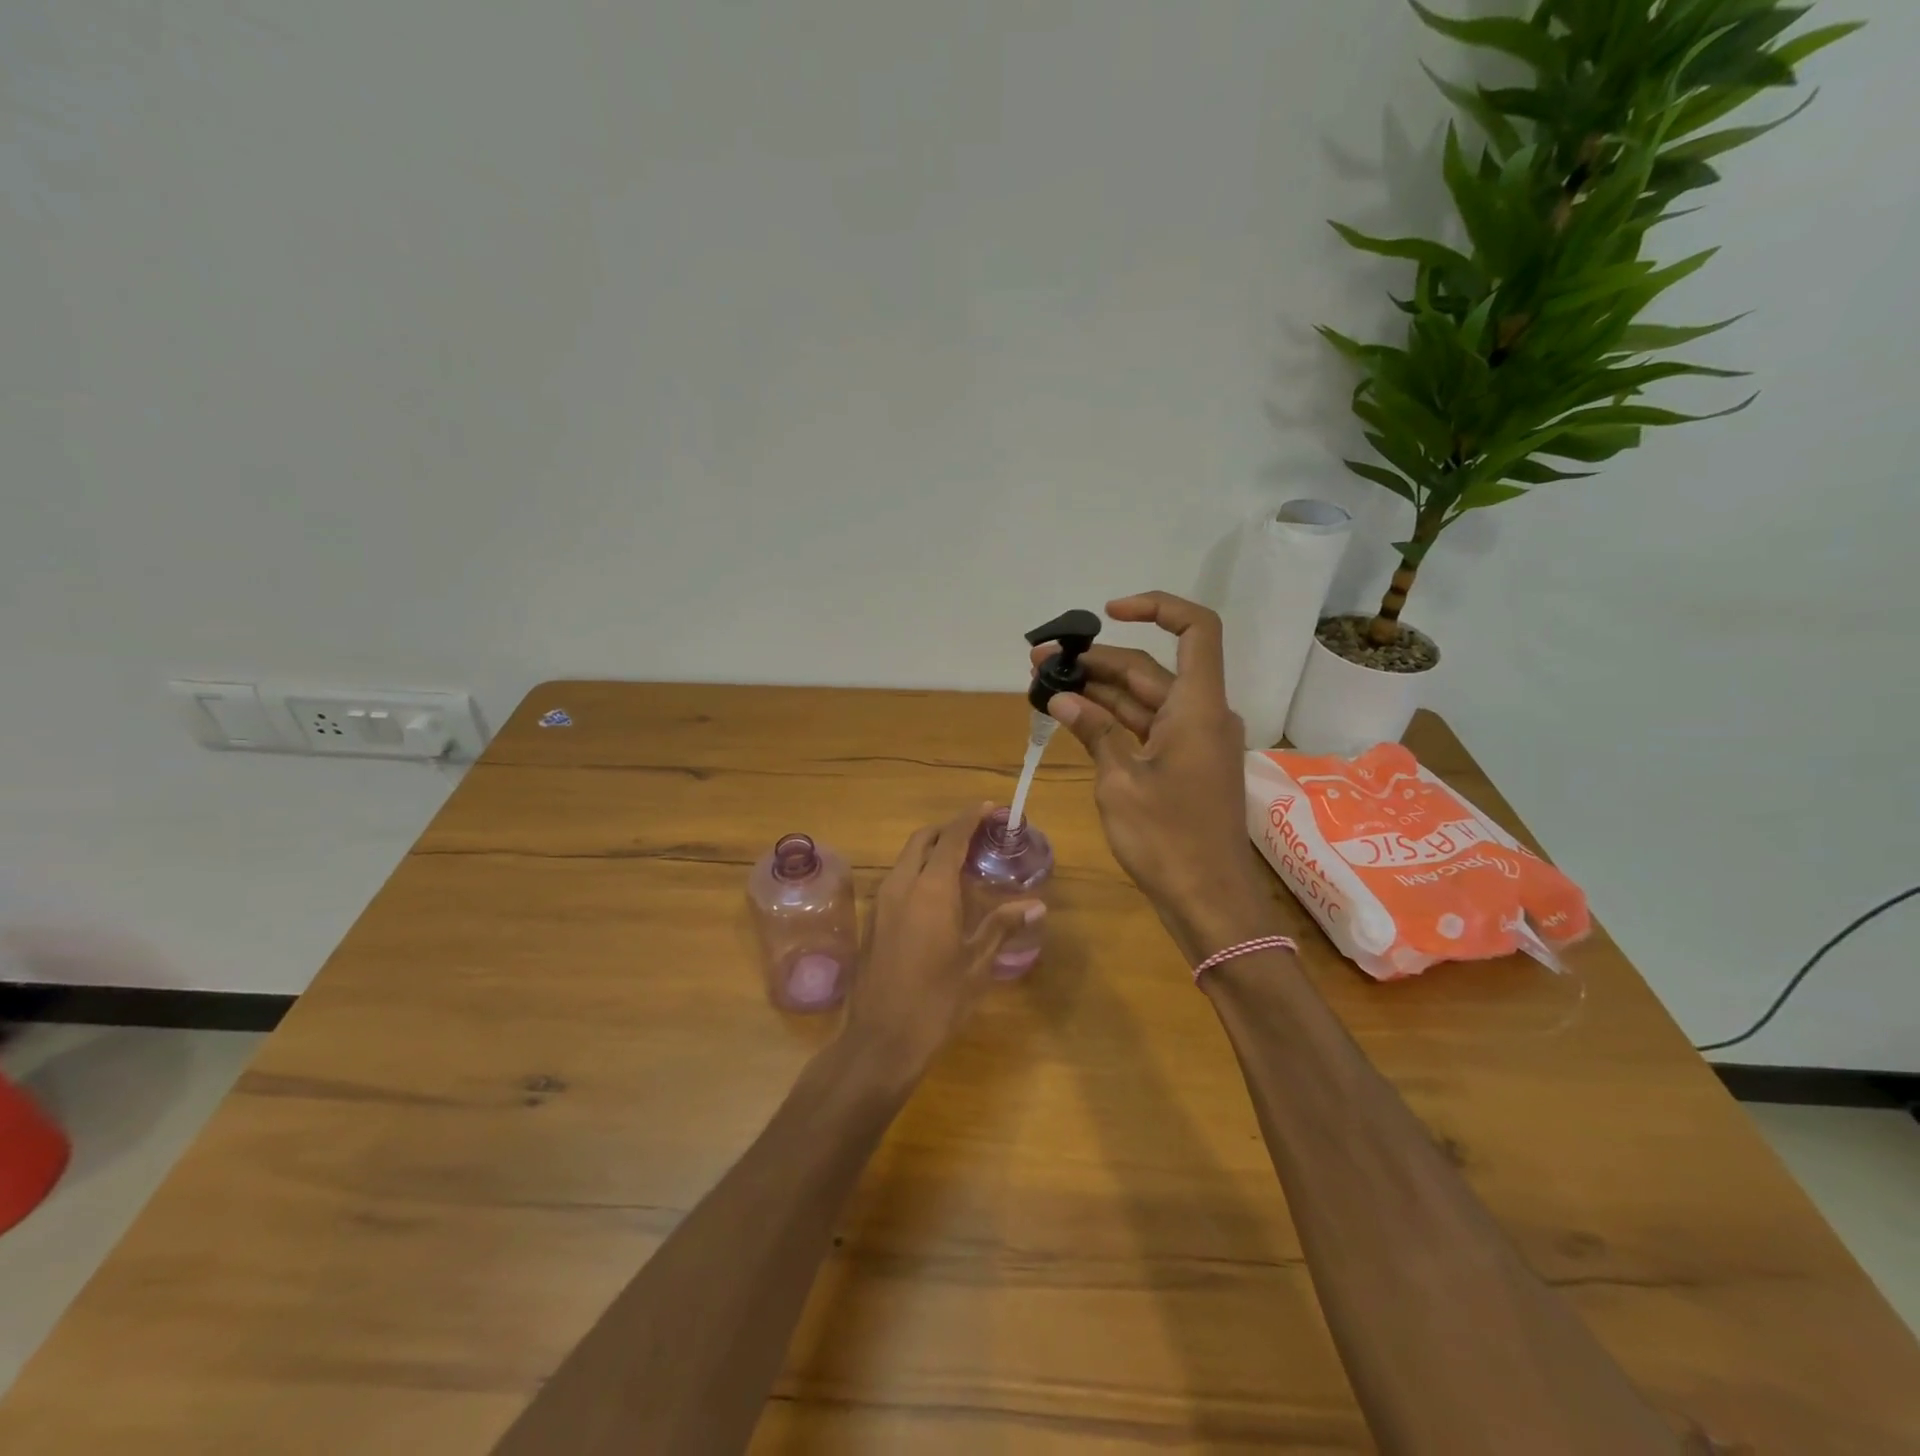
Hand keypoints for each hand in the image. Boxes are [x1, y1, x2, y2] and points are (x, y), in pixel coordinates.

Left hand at [843, 803, 1044, 1082]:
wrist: (880, 1041)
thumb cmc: (936, 1002)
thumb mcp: (976, 965)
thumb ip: (1002, 926)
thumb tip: (1035, 904)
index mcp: (930, 890)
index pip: (951, 838)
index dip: (969, 818)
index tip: (989, 807)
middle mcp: (901, 886)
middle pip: (922, 840)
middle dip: (948, 830)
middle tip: (976, 834)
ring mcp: (880, 903)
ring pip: (905, 859)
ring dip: (930, 851)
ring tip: (960, 864)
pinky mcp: (871, 921)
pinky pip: (896, 881)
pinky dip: (917, 873)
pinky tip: (936, 896)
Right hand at [1034, 592, 1272, 962]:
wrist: (1208, 901)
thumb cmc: (1167, 839)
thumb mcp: (1120, 781)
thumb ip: (1093, 731)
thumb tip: (1062, 698)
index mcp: (1198, 707)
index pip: (1195, 630)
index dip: (1156, 608)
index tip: (1109, 613)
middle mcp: (1200, 715)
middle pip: (1150, 669)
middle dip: (1096, 660)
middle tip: (1040, 662)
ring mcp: (1191, 743)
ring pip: (1142, 700)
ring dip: (1097, 691)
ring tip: (1045, 685)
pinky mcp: (1181, 767)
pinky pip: (1144, 729)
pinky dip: (1111, 721)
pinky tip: (1072, 718)